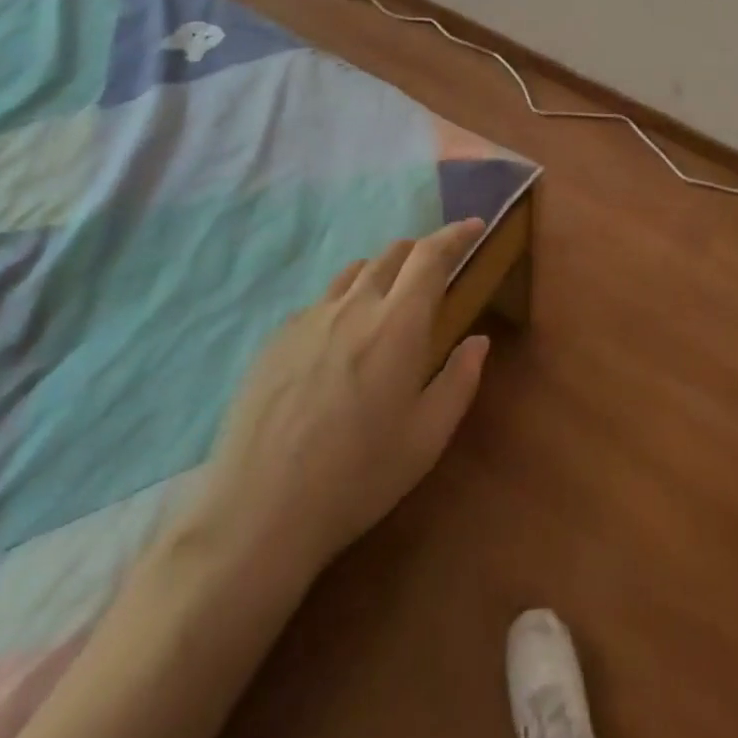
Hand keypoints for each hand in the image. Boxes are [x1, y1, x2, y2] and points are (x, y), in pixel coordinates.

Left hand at [172, 219, 492, 584]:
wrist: (259, 510)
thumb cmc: (358, 476)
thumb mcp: (427, 437)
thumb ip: (459, 380)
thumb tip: (478, 340)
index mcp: (398, 323)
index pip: (431, 255)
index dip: (455, 234)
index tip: (474, 226)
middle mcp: (354, 305)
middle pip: (392, 253)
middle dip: (421, 251)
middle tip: (436, 270)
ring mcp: (310, 317)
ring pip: (355, 272)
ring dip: (382, 272)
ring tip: (390, 299)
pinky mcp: (278, 336)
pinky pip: (322, 301)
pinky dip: (346, 301)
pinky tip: (341, 338)